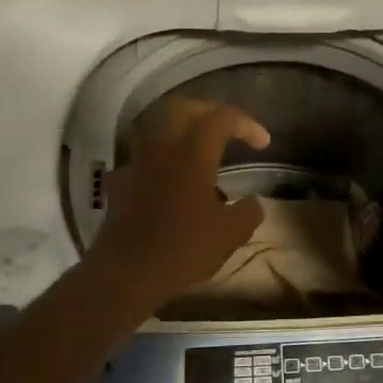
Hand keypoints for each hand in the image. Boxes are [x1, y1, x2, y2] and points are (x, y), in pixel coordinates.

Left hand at [83, 98, 269, 311]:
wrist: (125, 274)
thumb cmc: (182, 250)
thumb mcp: (229, 235)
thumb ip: (248, 212)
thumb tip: (254, 202)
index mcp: (193, 153)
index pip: (222, 118)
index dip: (246, 124)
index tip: (262, 144)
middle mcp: (162, 148)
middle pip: (183, 108)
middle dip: (209, 112)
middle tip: (228, 129)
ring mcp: (136, 163)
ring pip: (156, 126)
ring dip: (179, 129)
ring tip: (197, 149)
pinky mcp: (120, 182)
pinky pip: (140, 157)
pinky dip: (157, 158)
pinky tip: (166, 178)